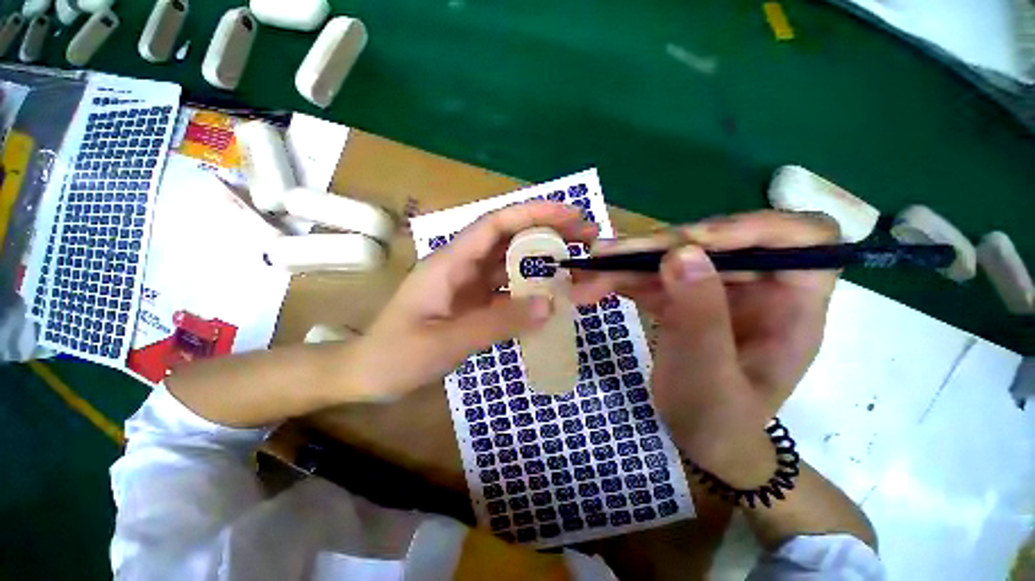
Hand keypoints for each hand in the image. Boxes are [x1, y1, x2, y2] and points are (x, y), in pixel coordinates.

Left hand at [350, 201, 618, 400]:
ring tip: (580, 266)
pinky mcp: (476, 304)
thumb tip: (549, 306)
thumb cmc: (397, 355)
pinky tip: (554, 295)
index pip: (496, 224)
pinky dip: (533, 291)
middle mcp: (463, 267)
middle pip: (511, 241)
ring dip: (545, 264)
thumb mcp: (446, 341)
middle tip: (587, 238)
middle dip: (549, 235)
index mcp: (450, 263)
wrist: (370, 374)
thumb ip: (497, 323)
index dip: (533, 214)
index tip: (569, 214)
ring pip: (513, 266)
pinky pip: (510, 291)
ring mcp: (471, 286)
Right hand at [603, 211, 839, 486]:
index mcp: (793, 305)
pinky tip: (594, 285)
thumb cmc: (720, 421)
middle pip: (717, 242)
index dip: (750, 228)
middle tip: (607, 255)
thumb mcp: (711, 377)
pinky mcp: (685, 296)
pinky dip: (623, 278)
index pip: (803, 238)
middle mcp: (760, 286)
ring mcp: (719, 289)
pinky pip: (656, 275)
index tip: (692, 242)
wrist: (702, 440)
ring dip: (630, 261)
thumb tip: (680, 253)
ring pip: (676, 256)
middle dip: (659, 247)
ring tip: (590, 270)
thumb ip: (700, 317)